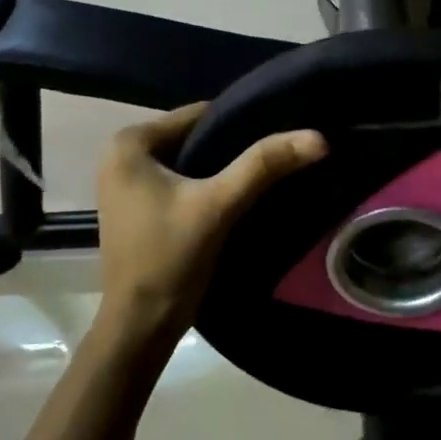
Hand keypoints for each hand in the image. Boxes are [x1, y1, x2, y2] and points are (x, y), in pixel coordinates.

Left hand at [96, 104, 326, 338]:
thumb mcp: (219, 205)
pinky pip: (182, 182)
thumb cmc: (170, 259)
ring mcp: (127, 183)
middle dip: (233, 147)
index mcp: (130, 143)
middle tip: (278, 157)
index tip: (280, 134)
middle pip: (195, 138)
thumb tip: (319, 137)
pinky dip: (208, 187)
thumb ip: (264, 166)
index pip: (200, 115)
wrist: (141, 325)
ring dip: (223, 168)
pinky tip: (238, 197)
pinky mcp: (139, 207)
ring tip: (266, 175)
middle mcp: (121, 155)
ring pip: (191, 162)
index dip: (242, 123)